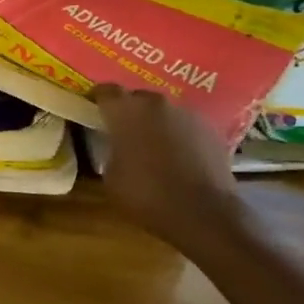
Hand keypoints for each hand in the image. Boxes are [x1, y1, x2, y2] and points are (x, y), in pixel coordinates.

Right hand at [92, 84, 247, 250]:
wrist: (203, 213)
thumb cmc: (146, 194)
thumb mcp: (111, 176)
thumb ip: (111, 151)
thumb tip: (118, 147)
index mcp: (126, 111)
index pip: (106, 90)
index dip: (97, 97)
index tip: (92, 107)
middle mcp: (157, 104)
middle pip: (137, 98)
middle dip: (129, 111)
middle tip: (122, 131)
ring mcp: (188, 115)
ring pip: (164, 112)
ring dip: (155, 123)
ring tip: (152, 146)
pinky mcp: (211, 130)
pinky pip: (185, 126)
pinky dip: (178, 136)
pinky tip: (177, 157)